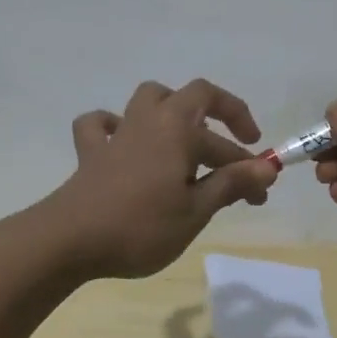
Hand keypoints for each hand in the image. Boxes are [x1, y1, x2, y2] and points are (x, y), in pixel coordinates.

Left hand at [47, 79, 278, 279]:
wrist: (69, 240)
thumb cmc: (140, 226)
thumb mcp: (195, 211)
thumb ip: (231, 185)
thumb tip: (268, 168)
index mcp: (179, 131)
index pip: (226, 143)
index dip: (249, 166)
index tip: (261, 192)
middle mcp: (151, 120)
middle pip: (192, 96)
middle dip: (222, 114)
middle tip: (237, 145)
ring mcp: (118, 133)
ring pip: (148, 99)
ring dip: (172, 108)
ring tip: (185, 134)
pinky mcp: (91, 153)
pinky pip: (100, 125)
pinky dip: (114, 126)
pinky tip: (123, 141)